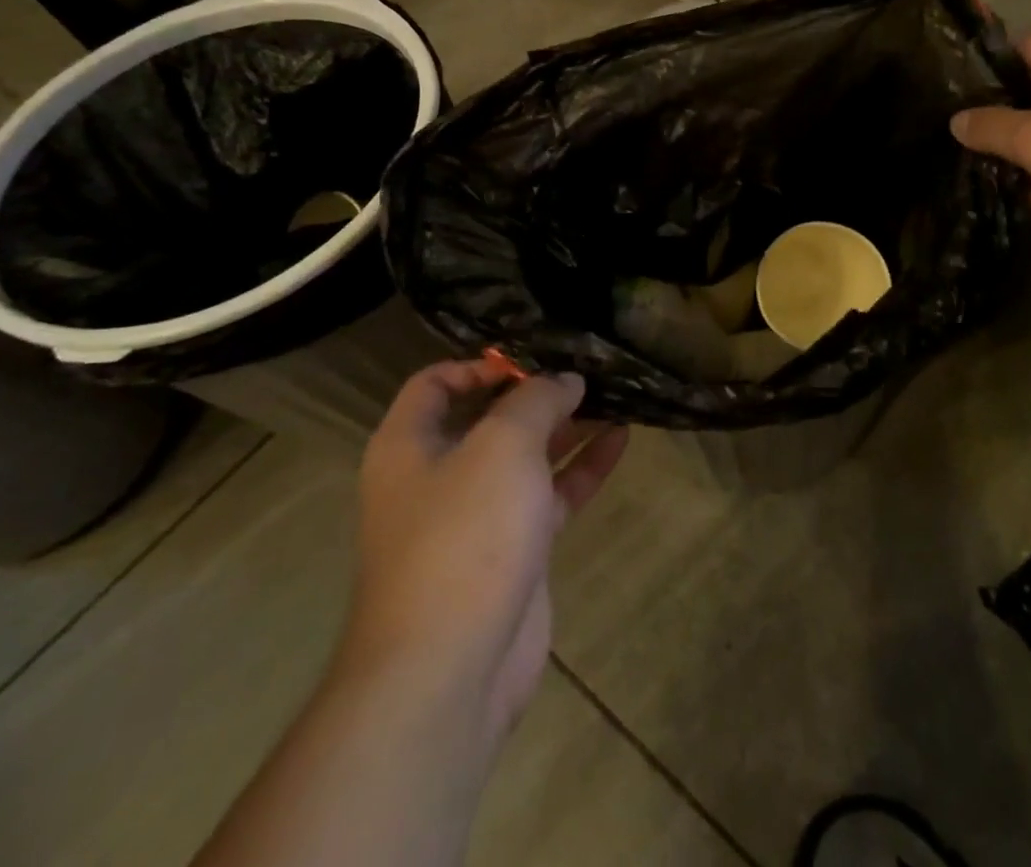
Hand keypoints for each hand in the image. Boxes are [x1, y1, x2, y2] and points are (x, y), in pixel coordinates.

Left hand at [341, 359, 627, 746]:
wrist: (450, 670)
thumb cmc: (464, 534)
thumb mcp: (503, 445)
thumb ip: (536, 401)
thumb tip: (564, 380)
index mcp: (410, 445)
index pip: (436, 383)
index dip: (482, 364)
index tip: (533, 359)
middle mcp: (438, 475)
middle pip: (488, 418)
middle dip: (536, 393)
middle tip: (587, 369)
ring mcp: (477, 516)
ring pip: (526, 456)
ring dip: (566, 427)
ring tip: (613, 394)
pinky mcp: (513, 550)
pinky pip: (550, 495)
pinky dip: (582, 468)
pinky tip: (621, 439)